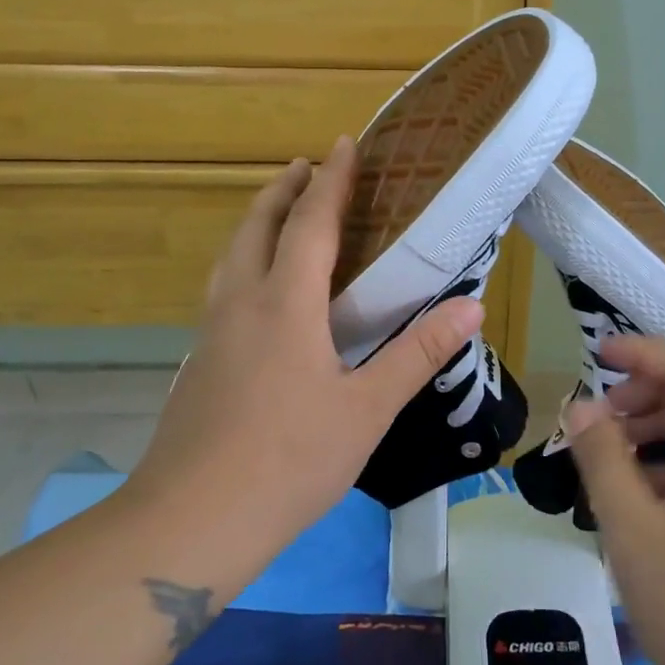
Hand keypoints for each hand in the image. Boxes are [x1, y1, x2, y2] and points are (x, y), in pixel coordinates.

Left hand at [127, 138, 481, 556]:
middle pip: (257, 225)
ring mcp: (212, 330)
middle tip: (307, 166)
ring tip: (280, 211)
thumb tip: (471, 306)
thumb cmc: (290, 460)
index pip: (310, 222)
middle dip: (283, 189)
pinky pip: (224, 286)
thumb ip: (417, 353)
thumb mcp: (368, 409)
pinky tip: (259, 291)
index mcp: (285, 303)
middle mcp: (241, 302)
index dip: (330, 180)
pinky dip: (245, 259)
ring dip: (257, 220)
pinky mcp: (199, 360)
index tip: (344, 144)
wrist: (193, 519)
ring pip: (232, 254)